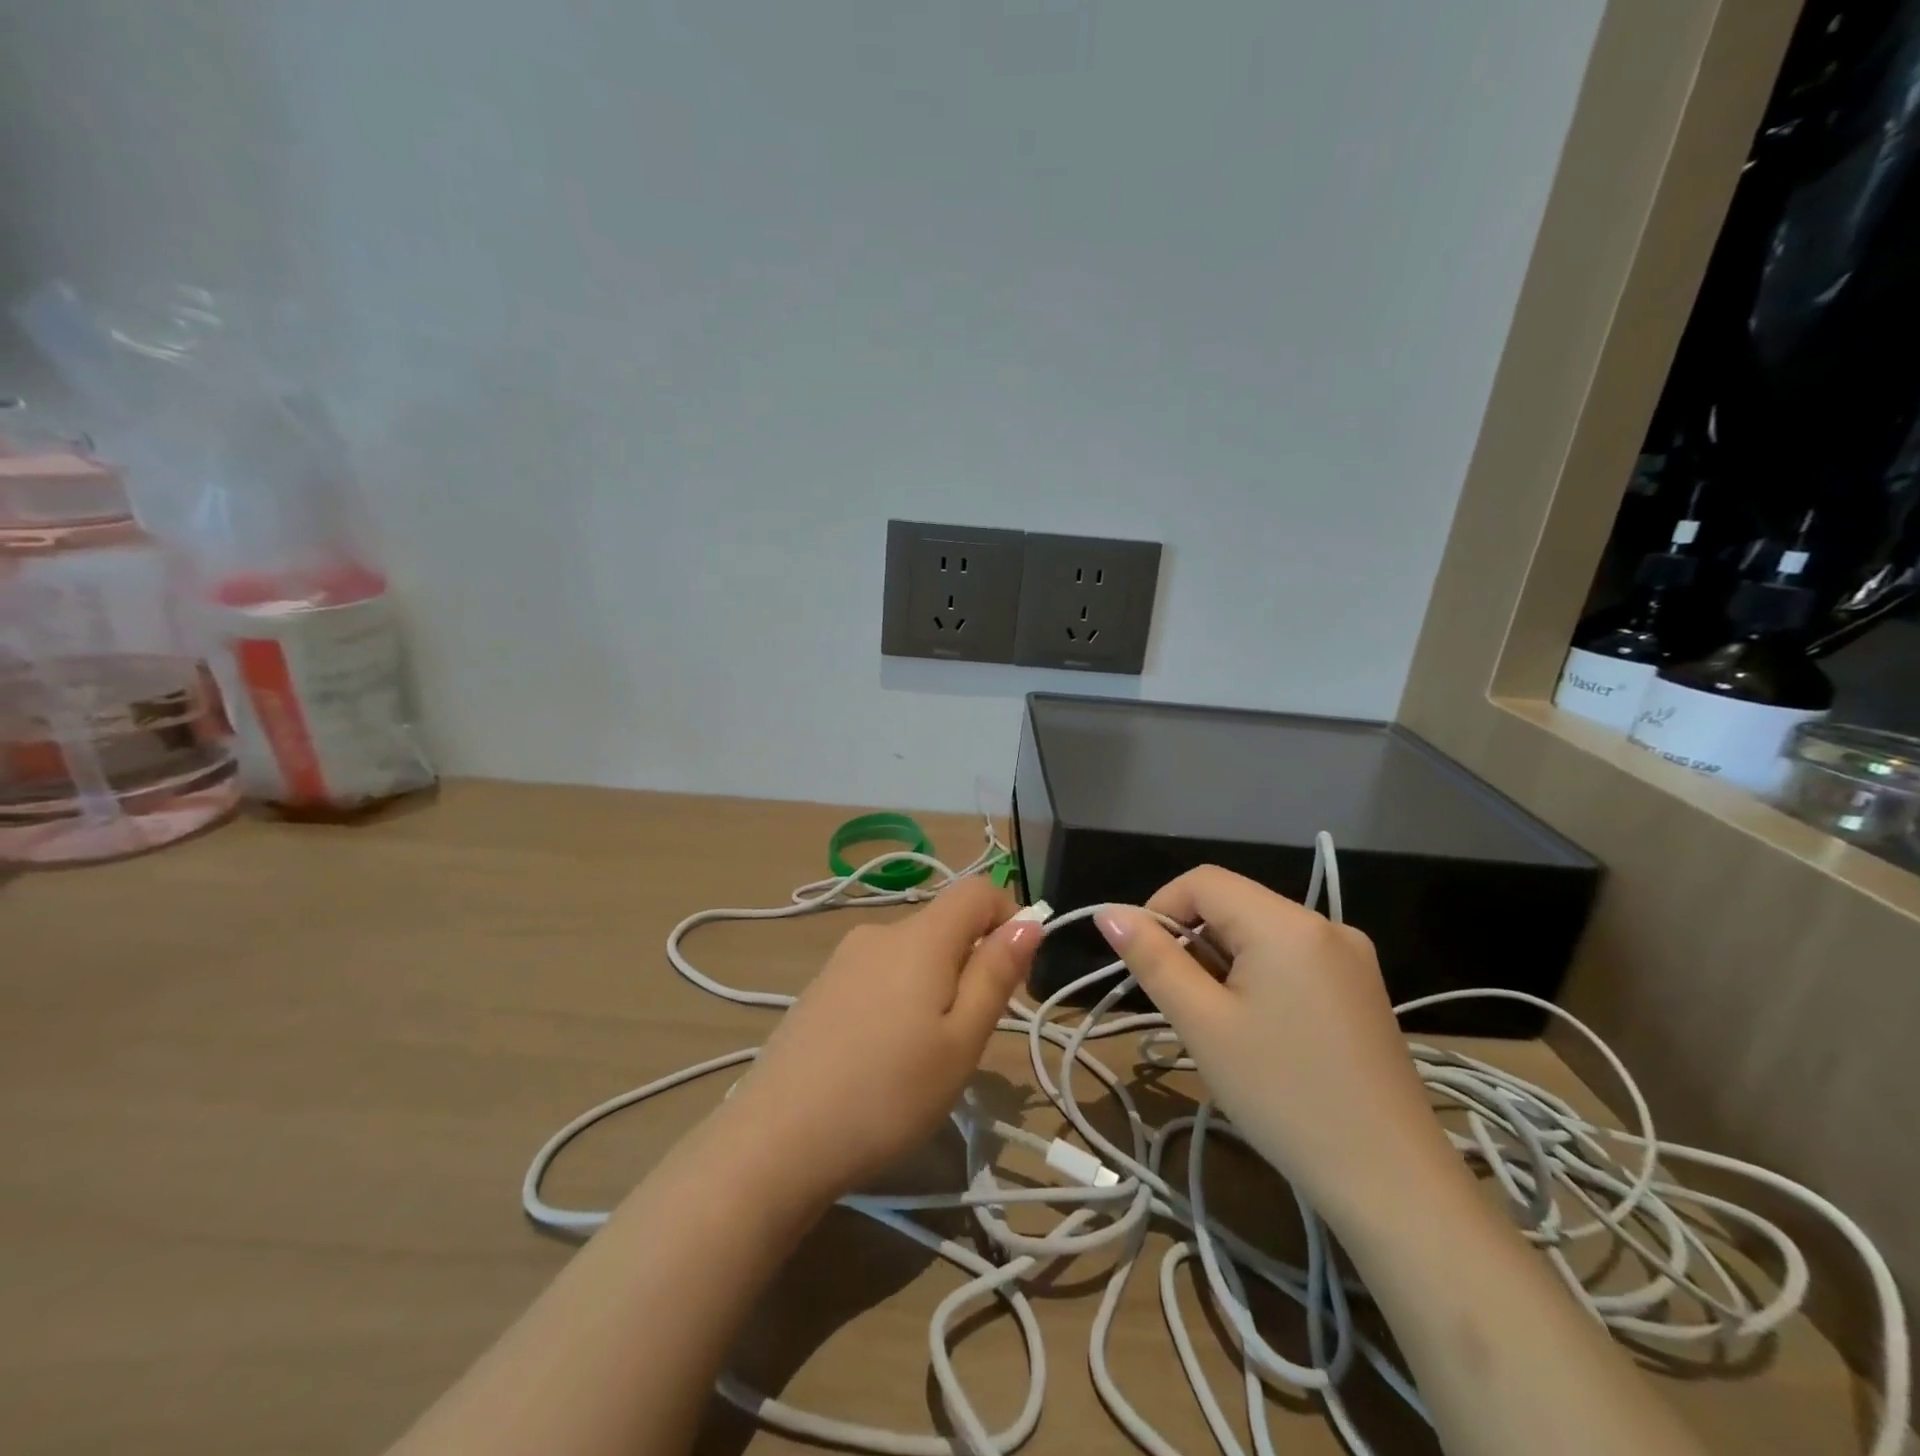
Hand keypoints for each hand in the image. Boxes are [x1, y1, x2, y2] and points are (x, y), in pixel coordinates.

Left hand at [722, 877, 1040, 1202]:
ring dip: (935, 985)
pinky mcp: (821, 987)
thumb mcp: (960, 1042)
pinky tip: (881, 1056)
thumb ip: (995, 974)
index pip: (977, 891)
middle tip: (968, 1036)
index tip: (1015, 975)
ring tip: (923, 1056)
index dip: (1009, 917)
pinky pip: (878, 974)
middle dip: (972, 964)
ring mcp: (842, 959)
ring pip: (911, 953)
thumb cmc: (887, 1094)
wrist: (776, 1140)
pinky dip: (899, 998)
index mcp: (919, 937)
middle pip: (944, 924)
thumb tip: (1029, 921)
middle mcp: (878, 932)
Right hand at [1096, 868, 1463, 1227]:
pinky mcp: (1361, 988)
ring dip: (1224, 963)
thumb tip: (1109, 912)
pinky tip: (1261, 1033)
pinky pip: (1291, 958)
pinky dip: (1258, 977)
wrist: (1392, 1182)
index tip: (1146, 964)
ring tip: (1224, 1027)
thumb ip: (1152, 958)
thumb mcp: (1202, 1023)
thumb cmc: (1283, 1095)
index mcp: (1286, 923)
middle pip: (1234, 904)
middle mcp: (1324, 924)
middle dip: (1194, 942)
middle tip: (1187, 1008)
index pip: (1203, 881)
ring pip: (1260, 933)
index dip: (1160, 908)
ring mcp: (1350, 956)